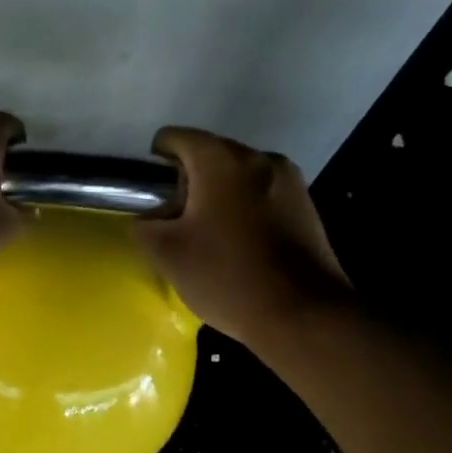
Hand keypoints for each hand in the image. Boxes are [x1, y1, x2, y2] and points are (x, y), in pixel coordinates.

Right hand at [134, 126, 347, 342]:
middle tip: (180, 224)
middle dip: (189, 183)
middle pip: (210, 155)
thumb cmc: (226, 276)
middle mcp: (259, 157)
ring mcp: (289, 180)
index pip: (175, 137)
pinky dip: (245, 210)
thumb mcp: (165, 253)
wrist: (302, 314)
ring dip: (219, 197)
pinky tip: (242, 246)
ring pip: (238, 176)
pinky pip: (262, 195)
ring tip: (212, 238)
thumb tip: (153, 216)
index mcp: (221, 160)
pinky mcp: (306, 205)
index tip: (155, 199)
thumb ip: (145, 223)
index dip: (156, 163)